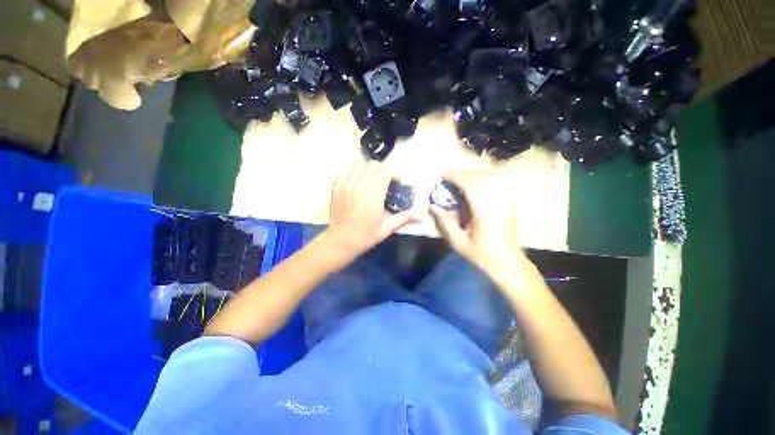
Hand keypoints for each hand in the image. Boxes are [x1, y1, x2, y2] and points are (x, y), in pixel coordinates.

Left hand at [324, 162, 414, 260]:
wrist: (340, 241)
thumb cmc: (365, 236)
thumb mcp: (386, 229)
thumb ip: (403, 218)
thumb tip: (421, 215)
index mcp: (373, 197)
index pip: (385, 173)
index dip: (393, 174)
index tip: (396, 182)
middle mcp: (360, 187)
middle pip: (373, 166)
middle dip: (383, 170)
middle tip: (386, 181)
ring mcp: (346, 185)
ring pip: (360, 165)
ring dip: (369, 170)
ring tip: (373, 179)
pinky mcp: (337, 187)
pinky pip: (347, 170)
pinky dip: (356, 171)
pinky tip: (359, 180)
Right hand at [429, 170, 527, 275]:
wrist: (507, 263)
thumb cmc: (481, 254)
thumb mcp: (458, 241)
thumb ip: (445, 222)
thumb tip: (432, 206)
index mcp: (484, 211)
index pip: (470, 185)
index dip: (456, 177)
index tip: (443, 175)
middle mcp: (497, 202)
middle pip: (480, 178)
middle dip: (463, 173)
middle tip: (449, 176)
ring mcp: (506, 202)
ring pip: (490, 178)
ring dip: (474, 175)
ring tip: (460, 178)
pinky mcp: (510, 204)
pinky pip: (497, 184)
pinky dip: (485, 179)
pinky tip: (476, 184)